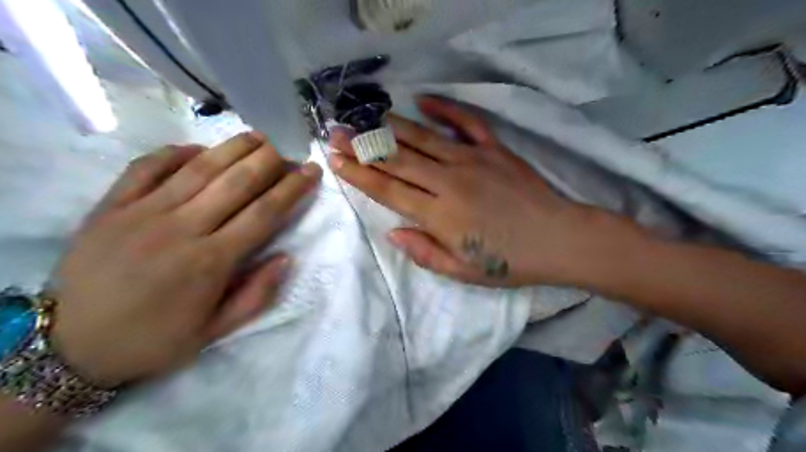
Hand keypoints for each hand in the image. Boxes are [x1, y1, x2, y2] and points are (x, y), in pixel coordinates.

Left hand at [47, 132, 321, 386]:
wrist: (69, 347)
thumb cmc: (154, 340)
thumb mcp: (215, 331)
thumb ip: (256, 295)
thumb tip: (286, 257)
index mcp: (211, 262)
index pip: (264, 213)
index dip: (293, 188)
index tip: (311, 171)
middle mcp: (182, 229)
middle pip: (236, 183)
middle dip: (269, 160)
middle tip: (288, 147)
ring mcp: (143, 213)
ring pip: (199, 168)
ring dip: (233, 147)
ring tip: (258, 135)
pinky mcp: (110, 206)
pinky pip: (147, 167)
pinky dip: (175, 152)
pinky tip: (198, 147)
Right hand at [328, 96, 628, 284]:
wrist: (558, 239)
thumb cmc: (509, 262)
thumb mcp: (462, 271)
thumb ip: (424, 252)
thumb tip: (392, 232)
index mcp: (439, 214)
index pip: (387, 190)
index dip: (358, 174)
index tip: (334, 160)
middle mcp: (448, 181)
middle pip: (397, 160)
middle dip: (362, 146)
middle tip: (337, 132)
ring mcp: (472, 159)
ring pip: (422, 138)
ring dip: (390, 127)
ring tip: (366, 118)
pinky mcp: (493, 149)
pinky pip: (465, 122)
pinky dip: (444, 108)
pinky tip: (423, 100)